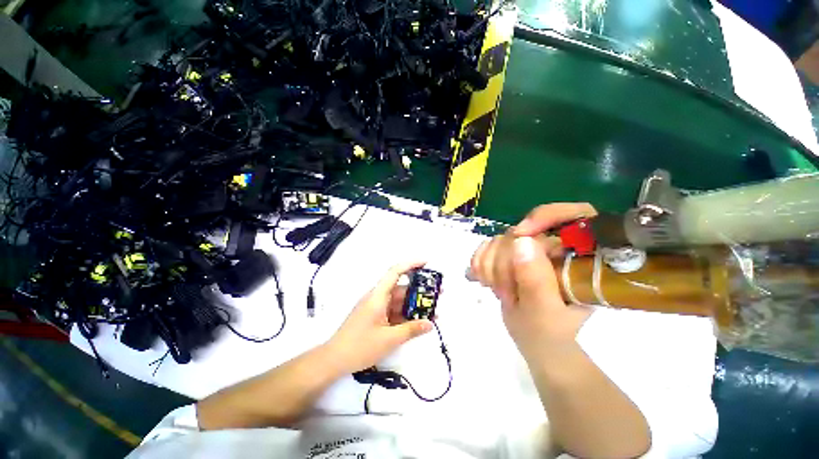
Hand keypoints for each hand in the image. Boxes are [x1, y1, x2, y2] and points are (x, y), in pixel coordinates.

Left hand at [326, 261, 432, 373]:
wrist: (333, 360)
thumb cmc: (360, 346)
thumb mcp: (389, 339)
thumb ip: (411, 329)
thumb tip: (430, 323)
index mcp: (378, 296)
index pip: (395, 272)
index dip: (411, 264)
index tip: (426, 263)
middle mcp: (377, 297)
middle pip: (401, 288)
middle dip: (420, 290)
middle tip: (438, 293)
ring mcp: (376, 307)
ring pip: (399, 301)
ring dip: (414, 304)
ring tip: (433, 309)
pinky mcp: (375, 317)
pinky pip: (394, 311)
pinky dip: (405, 314)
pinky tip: (418, 321)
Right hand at [469, 203, 595, 358]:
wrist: (537, 344)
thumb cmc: (551, 335)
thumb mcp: (546, 313)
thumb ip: (536, 280)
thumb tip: (521, 240)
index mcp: (580, 259)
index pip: (574, 215)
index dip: (546, 216)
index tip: (521, 233)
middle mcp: (555, 248)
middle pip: (523, 231)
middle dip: (506, 261)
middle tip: (504, 292)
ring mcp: (530, 251)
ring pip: (500, 239)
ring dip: (491, 266)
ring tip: (499, 292)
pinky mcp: (510, 255)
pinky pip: (486, 246)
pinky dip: (480, 263)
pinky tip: (483, 280)